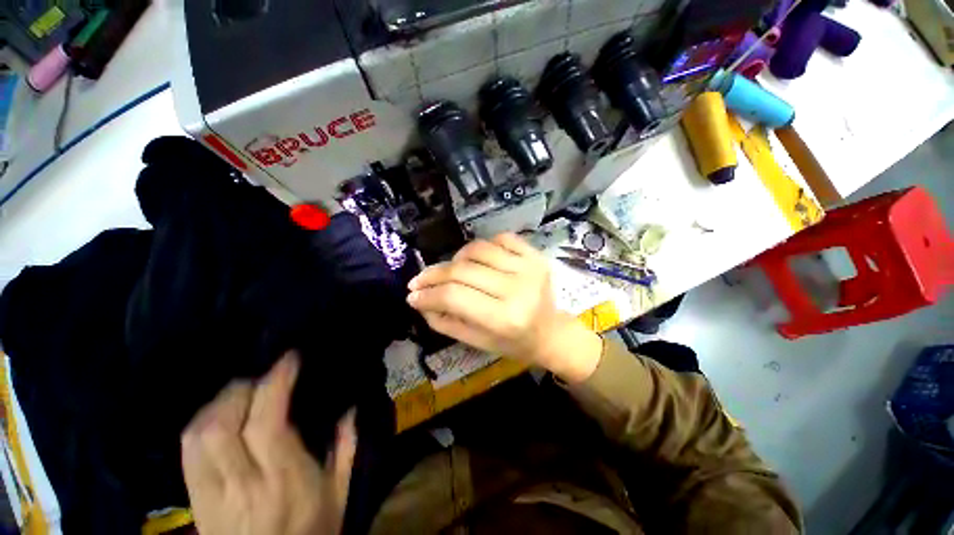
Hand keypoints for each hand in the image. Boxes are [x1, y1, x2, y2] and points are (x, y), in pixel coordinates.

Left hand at [181, 353, 355, 534]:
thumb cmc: (312, 532)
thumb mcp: (339, 493)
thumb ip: (347, 447)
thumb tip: (350, 407)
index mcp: (285, 480)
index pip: (267, 423)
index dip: (274, 383)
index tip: (287, 359)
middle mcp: (243, 485)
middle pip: (222, 426)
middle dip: (241, 389)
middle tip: (261, 374)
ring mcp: (212, 495)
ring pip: (197, 437)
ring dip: (217, 404)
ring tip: (239, 391)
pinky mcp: (196, 502)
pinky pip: (186, 454)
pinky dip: (200, 425)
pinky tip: (217, 416)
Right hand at [407, 233, 601, 381]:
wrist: (552, 332)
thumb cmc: (515, 343)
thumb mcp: (477, 342)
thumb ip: (446, 322)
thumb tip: (420, 300)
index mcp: (505, 318)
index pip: (455, 296)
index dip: (428, 293)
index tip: (412, 295)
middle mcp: (518, 288)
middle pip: (463, 270)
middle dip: (434, 274)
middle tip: (420, 281)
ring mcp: (529, 267)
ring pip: (478, 249)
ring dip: (456, 258)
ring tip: (451, 271)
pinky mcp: (536, 256)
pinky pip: (501, 238)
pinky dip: (483, 246)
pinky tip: (478, 259)